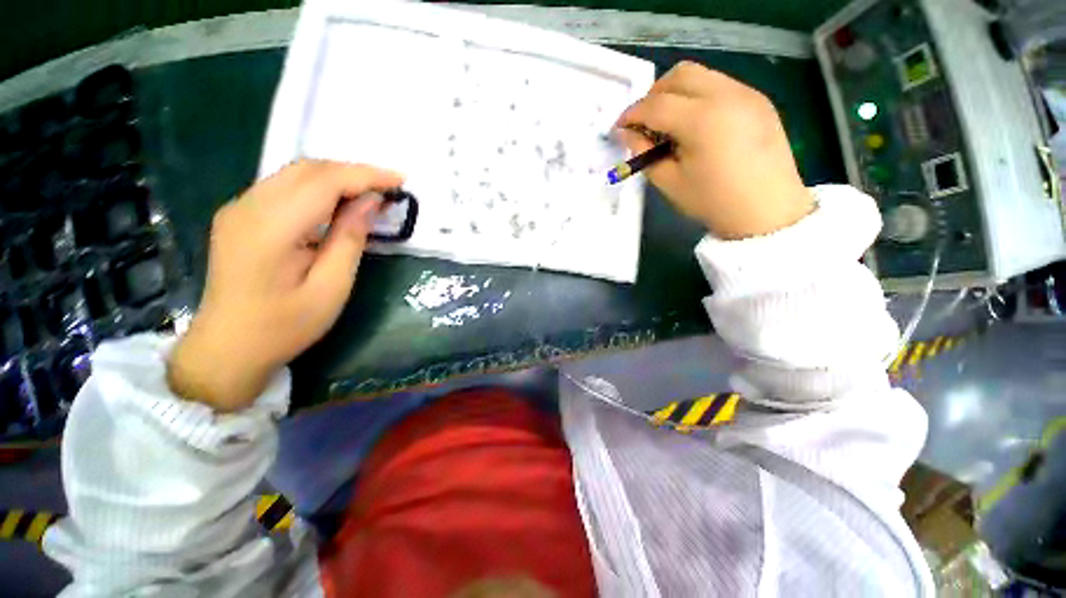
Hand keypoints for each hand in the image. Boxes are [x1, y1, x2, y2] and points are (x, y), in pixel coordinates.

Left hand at [168, 160, 403, 410]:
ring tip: (370, 194)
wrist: (228, 346)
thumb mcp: (331, 287)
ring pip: (295, 173)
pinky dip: (318, 187)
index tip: (400, 179)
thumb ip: (349, 239)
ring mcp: (239, 208)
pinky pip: (285, 186)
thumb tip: (370, 202)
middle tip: (389, 188)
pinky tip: (338, 203)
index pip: (324, 181)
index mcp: (271, 228)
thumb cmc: (285, 325)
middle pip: (307, 168)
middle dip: (353, 172)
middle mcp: (248, 206)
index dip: (366, 175)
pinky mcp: (240, 215)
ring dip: (337, 177)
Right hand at [616, 62, 812, 239]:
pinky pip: (719, 85)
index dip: (631, 114)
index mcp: (701, 119)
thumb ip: (645, 154)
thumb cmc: (714, 202)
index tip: (619, 128)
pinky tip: (696, 125)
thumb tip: (628, 134)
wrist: (768, 211)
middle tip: (644, 123)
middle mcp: (726, 95)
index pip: (656, 104)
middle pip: (679, 75)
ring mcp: (746, 93)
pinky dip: (698, 97)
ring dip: (676, 93)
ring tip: (669, 124)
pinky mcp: (758, 100)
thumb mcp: (670, 182)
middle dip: (653, 95)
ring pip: (701, 75)